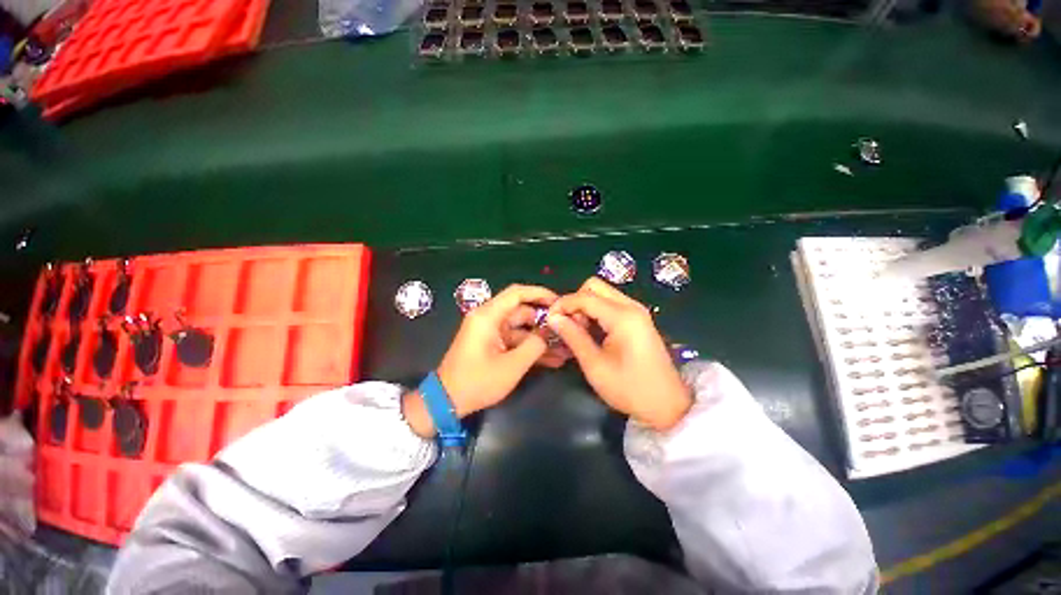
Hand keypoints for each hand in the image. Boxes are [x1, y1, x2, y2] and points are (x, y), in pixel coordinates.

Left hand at [403, 284, 556, 436]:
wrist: (447, 402)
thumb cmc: (477, 382)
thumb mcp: (511, 366)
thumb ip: (534, 346)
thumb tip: (549, 332)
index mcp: (488, 316)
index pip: (517, 293)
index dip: (539, 293)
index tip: (559, 302)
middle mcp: (489, 319)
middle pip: (522, 311)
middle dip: (545, 322)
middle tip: (567, 331)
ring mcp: (491, 332)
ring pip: (522, 328)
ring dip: (540, 338)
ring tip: (564, 349)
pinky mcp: (493, 344)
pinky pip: (515, 340)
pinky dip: (530, 348)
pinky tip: (552, 359)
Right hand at [548, 278, 691, 430]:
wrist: (668, 405)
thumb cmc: (629, 389)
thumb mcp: (595, 365)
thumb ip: (573, 336)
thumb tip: (553, 318)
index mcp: (622, 316)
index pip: (584, 296)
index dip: (563, 304)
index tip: (549, 319)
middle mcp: (631, 306)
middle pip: (594, 286)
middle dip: (575, 301)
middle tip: (567, 325)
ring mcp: (636, 311)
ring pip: (602, 293)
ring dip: (585, 306)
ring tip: (578, 331)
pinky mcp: (638, 319)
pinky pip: (610, 304)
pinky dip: (596, 312)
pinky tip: (591, 332)